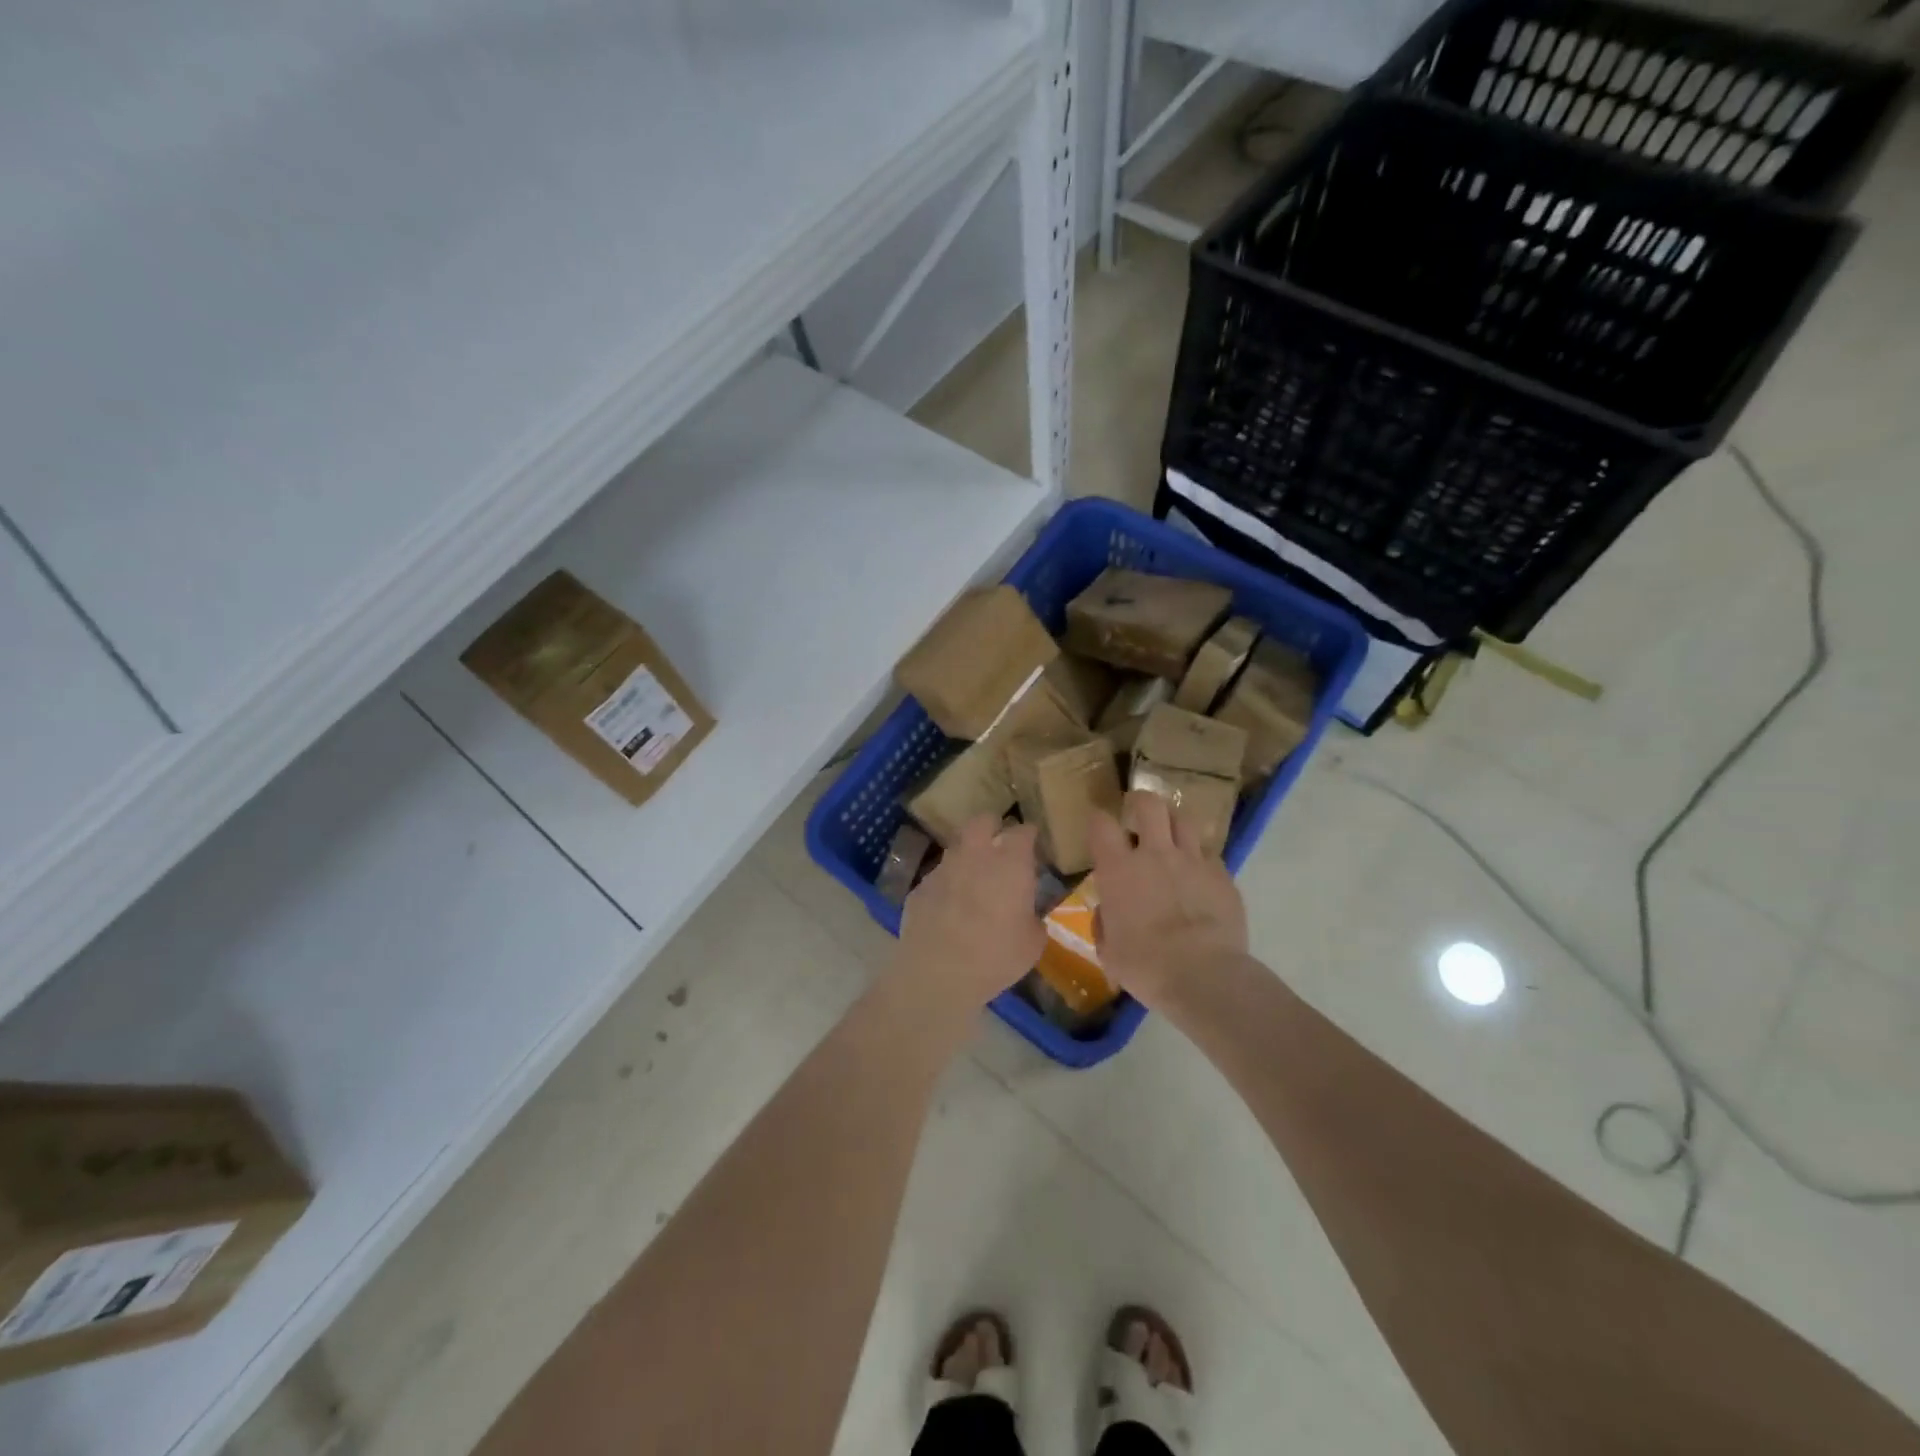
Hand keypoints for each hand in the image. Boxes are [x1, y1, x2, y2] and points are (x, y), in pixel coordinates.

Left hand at [898, 816, 1044, 1006]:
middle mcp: (975, 855)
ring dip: (967, 856)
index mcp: (1010, 863)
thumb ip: (1034, 920)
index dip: (1029, 835)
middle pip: (982, 821)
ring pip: (957, 848)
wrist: (937, 973)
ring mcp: (943, 868)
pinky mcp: (920, 887)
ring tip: (973, 878)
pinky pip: (939, 877)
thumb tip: (1029, 916)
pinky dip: (947, 884)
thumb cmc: (995, 956)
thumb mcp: (1032, 944)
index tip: (1032, 843)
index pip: (1023, 832)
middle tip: (999, 842)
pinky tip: (949, 906)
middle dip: (992, 826)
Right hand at [1087, 792, 1247, 1009]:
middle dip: (1141, 802)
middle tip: (1138, 812)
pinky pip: (1210, 855)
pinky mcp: (1223, 875)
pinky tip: (1200, 877)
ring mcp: (1193, 861)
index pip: (1101, 824)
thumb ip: (1105, 923)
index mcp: (1118, 870)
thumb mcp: (1109, 952)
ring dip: (1174, 824)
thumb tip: (1109, 911)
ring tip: (1172, 836)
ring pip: (1184, 820)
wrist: (1204, 976)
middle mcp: (1155, 854)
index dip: (1098, 820)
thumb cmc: (1146, 966)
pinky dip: (1201, 860)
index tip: (1099, 825)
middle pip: (1150, 805)